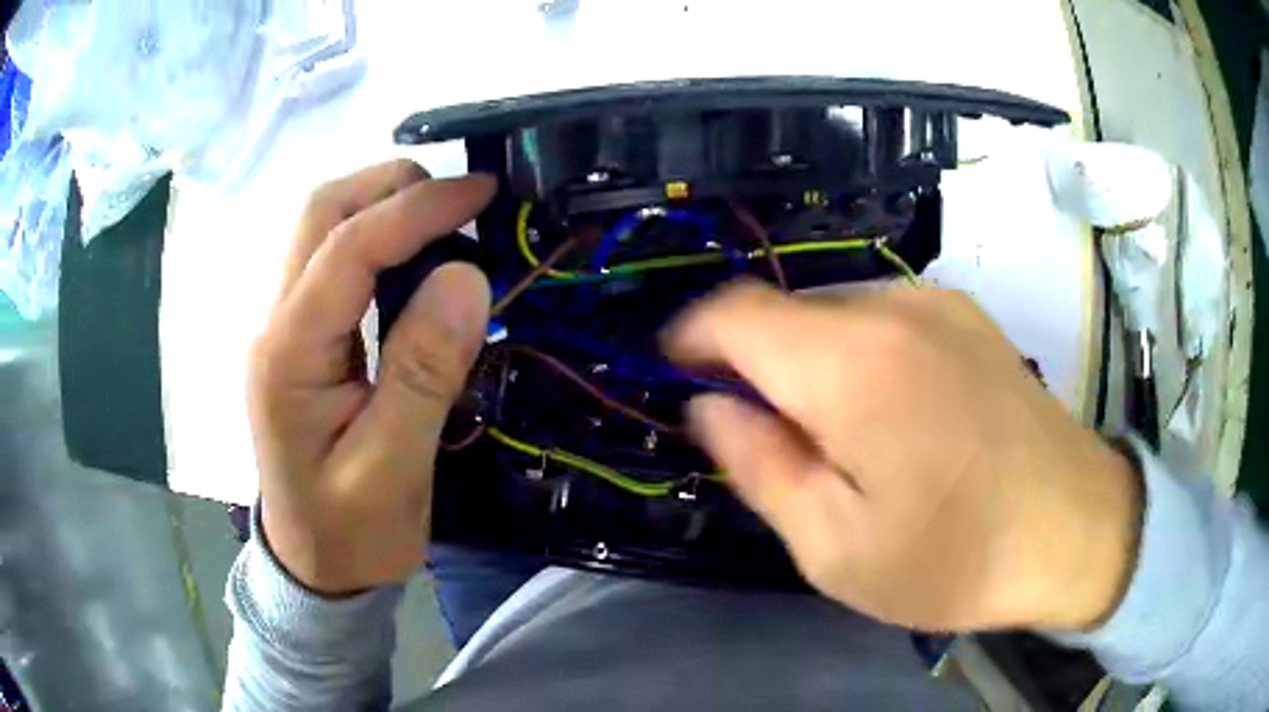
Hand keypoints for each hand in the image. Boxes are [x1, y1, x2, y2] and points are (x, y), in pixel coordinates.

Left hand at [248, 160, 494, 594]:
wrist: (316, 568)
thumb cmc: (352, 533)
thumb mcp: (394, 470)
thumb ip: (424, 372)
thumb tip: (468, 275)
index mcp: (288, 356)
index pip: (347, 247)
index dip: (418, 209)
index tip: (484, 192)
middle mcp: (274, 324)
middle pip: (320, 212)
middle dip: (392, 188)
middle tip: (463, 202)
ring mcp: (283, 327)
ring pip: (322, 227)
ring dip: (384, 206)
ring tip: (449, 221)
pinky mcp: (301, 337)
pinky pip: (334, 260)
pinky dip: (379, 238)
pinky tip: (418, 258)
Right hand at [666, 282, 1140, 630]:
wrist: (1077, 526)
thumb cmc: (956, 556)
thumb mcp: (835, 546)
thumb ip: (759, 465)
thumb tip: (706, 405)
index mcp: (851, 365)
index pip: (733, 313)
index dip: (687, 337)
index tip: (672, 375)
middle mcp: (891, 307)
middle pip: (783, 310)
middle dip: (748, 360)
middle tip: (756, 433)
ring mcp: (936, 302)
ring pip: (830, 310)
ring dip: (802, 358)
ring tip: (827, 433)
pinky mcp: (965, 313)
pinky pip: (878, 315)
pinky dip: (851, 351)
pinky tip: (883, 412)